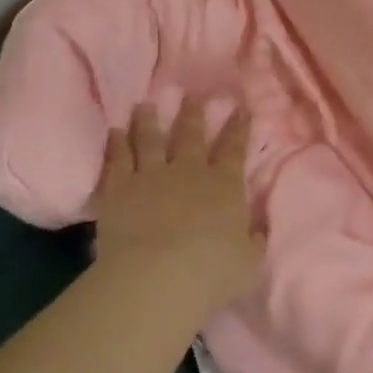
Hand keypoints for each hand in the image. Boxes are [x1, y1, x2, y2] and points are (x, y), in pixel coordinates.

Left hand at [90, 101, 260, 312]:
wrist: (157, 277)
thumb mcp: (249, 260)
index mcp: (224, 185)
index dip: (238, 128)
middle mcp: (189, 171)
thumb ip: (253, 240)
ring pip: (150, 140)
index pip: (234, 148)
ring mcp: (151, 176)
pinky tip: (114, 131)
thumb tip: (258, 229)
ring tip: (145, 104)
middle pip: (191, 135)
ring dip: (148, 121)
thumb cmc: (212, 271)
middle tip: (191, 94)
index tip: (239, 108)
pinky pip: (117, 160)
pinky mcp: (119, 190)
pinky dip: (116, 144)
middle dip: (193, 113)